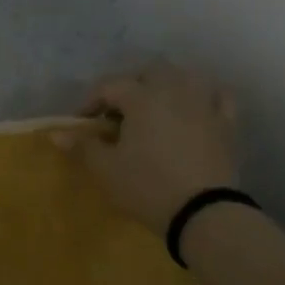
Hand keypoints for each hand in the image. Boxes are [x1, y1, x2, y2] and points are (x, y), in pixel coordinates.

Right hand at [59, 66, 240, 231]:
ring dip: (167, 85)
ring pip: (186, 76)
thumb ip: (83, 147)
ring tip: (156, 107)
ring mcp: (205, 104)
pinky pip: (218, 97)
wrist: (203, 212)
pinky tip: (196, 109)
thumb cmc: (147, 186)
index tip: (81, 123)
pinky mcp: (227, 124)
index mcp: (142, 97)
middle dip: (132, 85)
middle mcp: (175, 90)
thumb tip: (57, 134)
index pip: (110, 86)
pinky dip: (204, 97)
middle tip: (119, 112)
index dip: (91, 101)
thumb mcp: (106, 169)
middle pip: (150, 71)